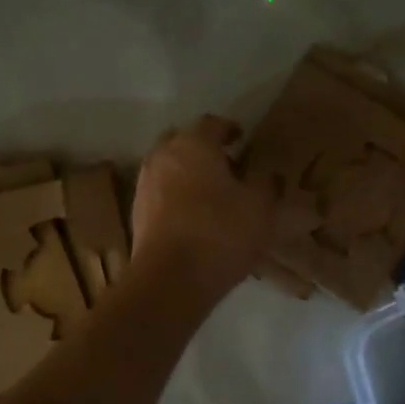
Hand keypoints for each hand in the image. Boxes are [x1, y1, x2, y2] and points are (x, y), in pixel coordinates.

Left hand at [131, 115, 279, 292]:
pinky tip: (194, 215)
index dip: (230, 129)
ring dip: (188, 173)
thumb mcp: (260, 207)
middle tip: (226, 165)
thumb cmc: (220, 232)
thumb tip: (267, 175)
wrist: (170, 279)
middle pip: (183, 142)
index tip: (242, 138)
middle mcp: (162, 156)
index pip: (212, 123)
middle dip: (203, 149)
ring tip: (212, 193)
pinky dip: (176, 196)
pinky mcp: (137, 214)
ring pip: (169, 167)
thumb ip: (266, 184)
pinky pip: (161, 193)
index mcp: (193, 144)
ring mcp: (145, 185)